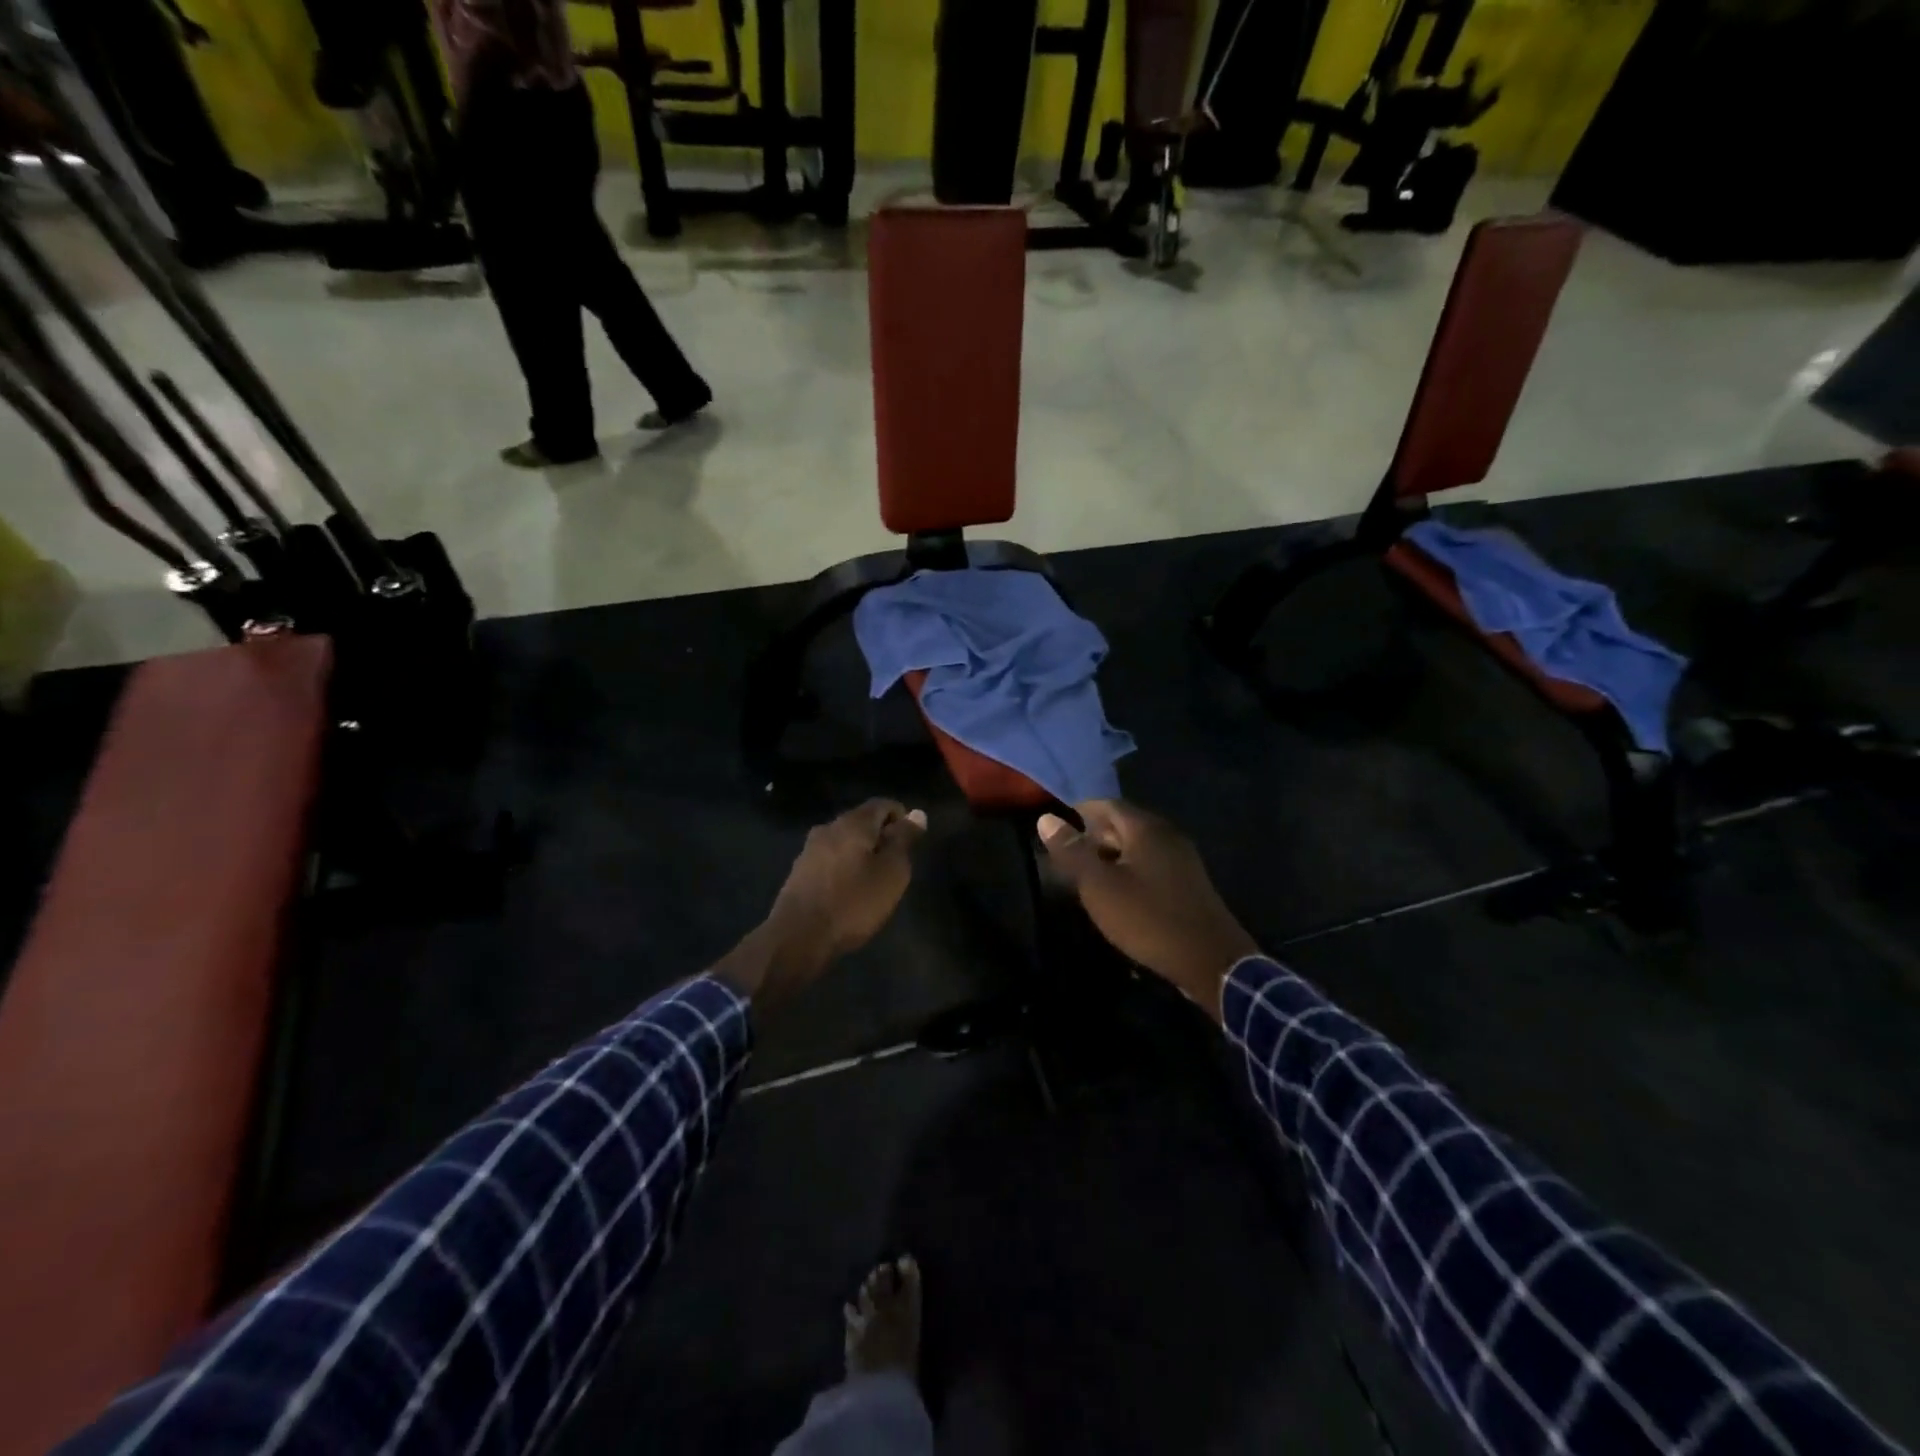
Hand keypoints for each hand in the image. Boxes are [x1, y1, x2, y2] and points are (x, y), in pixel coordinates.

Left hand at [719, 800, 927, 1005]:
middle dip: (881, 836)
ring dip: (862, 853)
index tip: (912, 843)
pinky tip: (850, 891)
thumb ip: (904, 840)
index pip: (883, 804)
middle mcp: (828, 828)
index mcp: (853, 823)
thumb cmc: (853, 902)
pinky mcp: (799, 872)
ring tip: (874, 881)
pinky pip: (830, 859)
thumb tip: (917, 813)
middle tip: (896, 865)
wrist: (798, 937)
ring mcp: (809, 850)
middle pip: (862, 821)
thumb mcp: (891, 872)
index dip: (902, 817)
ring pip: (845, 841)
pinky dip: (845, 867)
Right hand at [1038, 800, 1258, 1014]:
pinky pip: (1153, 864)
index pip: (1107, 805)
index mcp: (1146, 828)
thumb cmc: (1148, 918)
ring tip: (1089, 877)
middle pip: (1124, 824)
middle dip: (1094, 835)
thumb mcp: (1099, 886)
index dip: (1079, 812)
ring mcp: (1183, 859)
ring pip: (1139, 846)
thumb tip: (1046, 818)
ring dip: (1112, 855)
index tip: (1058, 828)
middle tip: (1069, 856)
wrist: (1211, 960)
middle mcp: (1167, 835)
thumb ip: (1072, 851)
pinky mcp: (1190, 883)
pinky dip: (1131, 870)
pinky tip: (1120, 893)